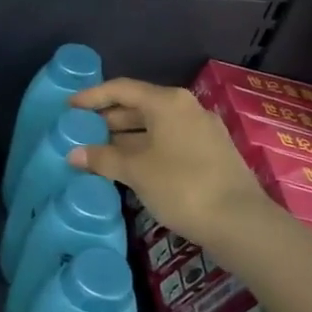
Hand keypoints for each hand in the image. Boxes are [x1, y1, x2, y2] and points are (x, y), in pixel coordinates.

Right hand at [66, 79, 268, 252]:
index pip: (121, 89)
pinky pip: (169, 142)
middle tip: (80, 132)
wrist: (241, 223)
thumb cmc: (182, 186)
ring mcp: (202, 131)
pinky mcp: (211, 154)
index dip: (92, 96)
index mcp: (167, 102)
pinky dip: (145, 149)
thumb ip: (103, 158)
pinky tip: (129, 167)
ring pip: (155, 126)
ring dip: (126, 137)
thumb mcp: (136, 171)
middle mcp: (186, 108)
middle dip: (108, 119)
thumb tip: (73, 153)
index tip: (69, 107)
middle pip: (139, 106)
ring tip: (99, 152)